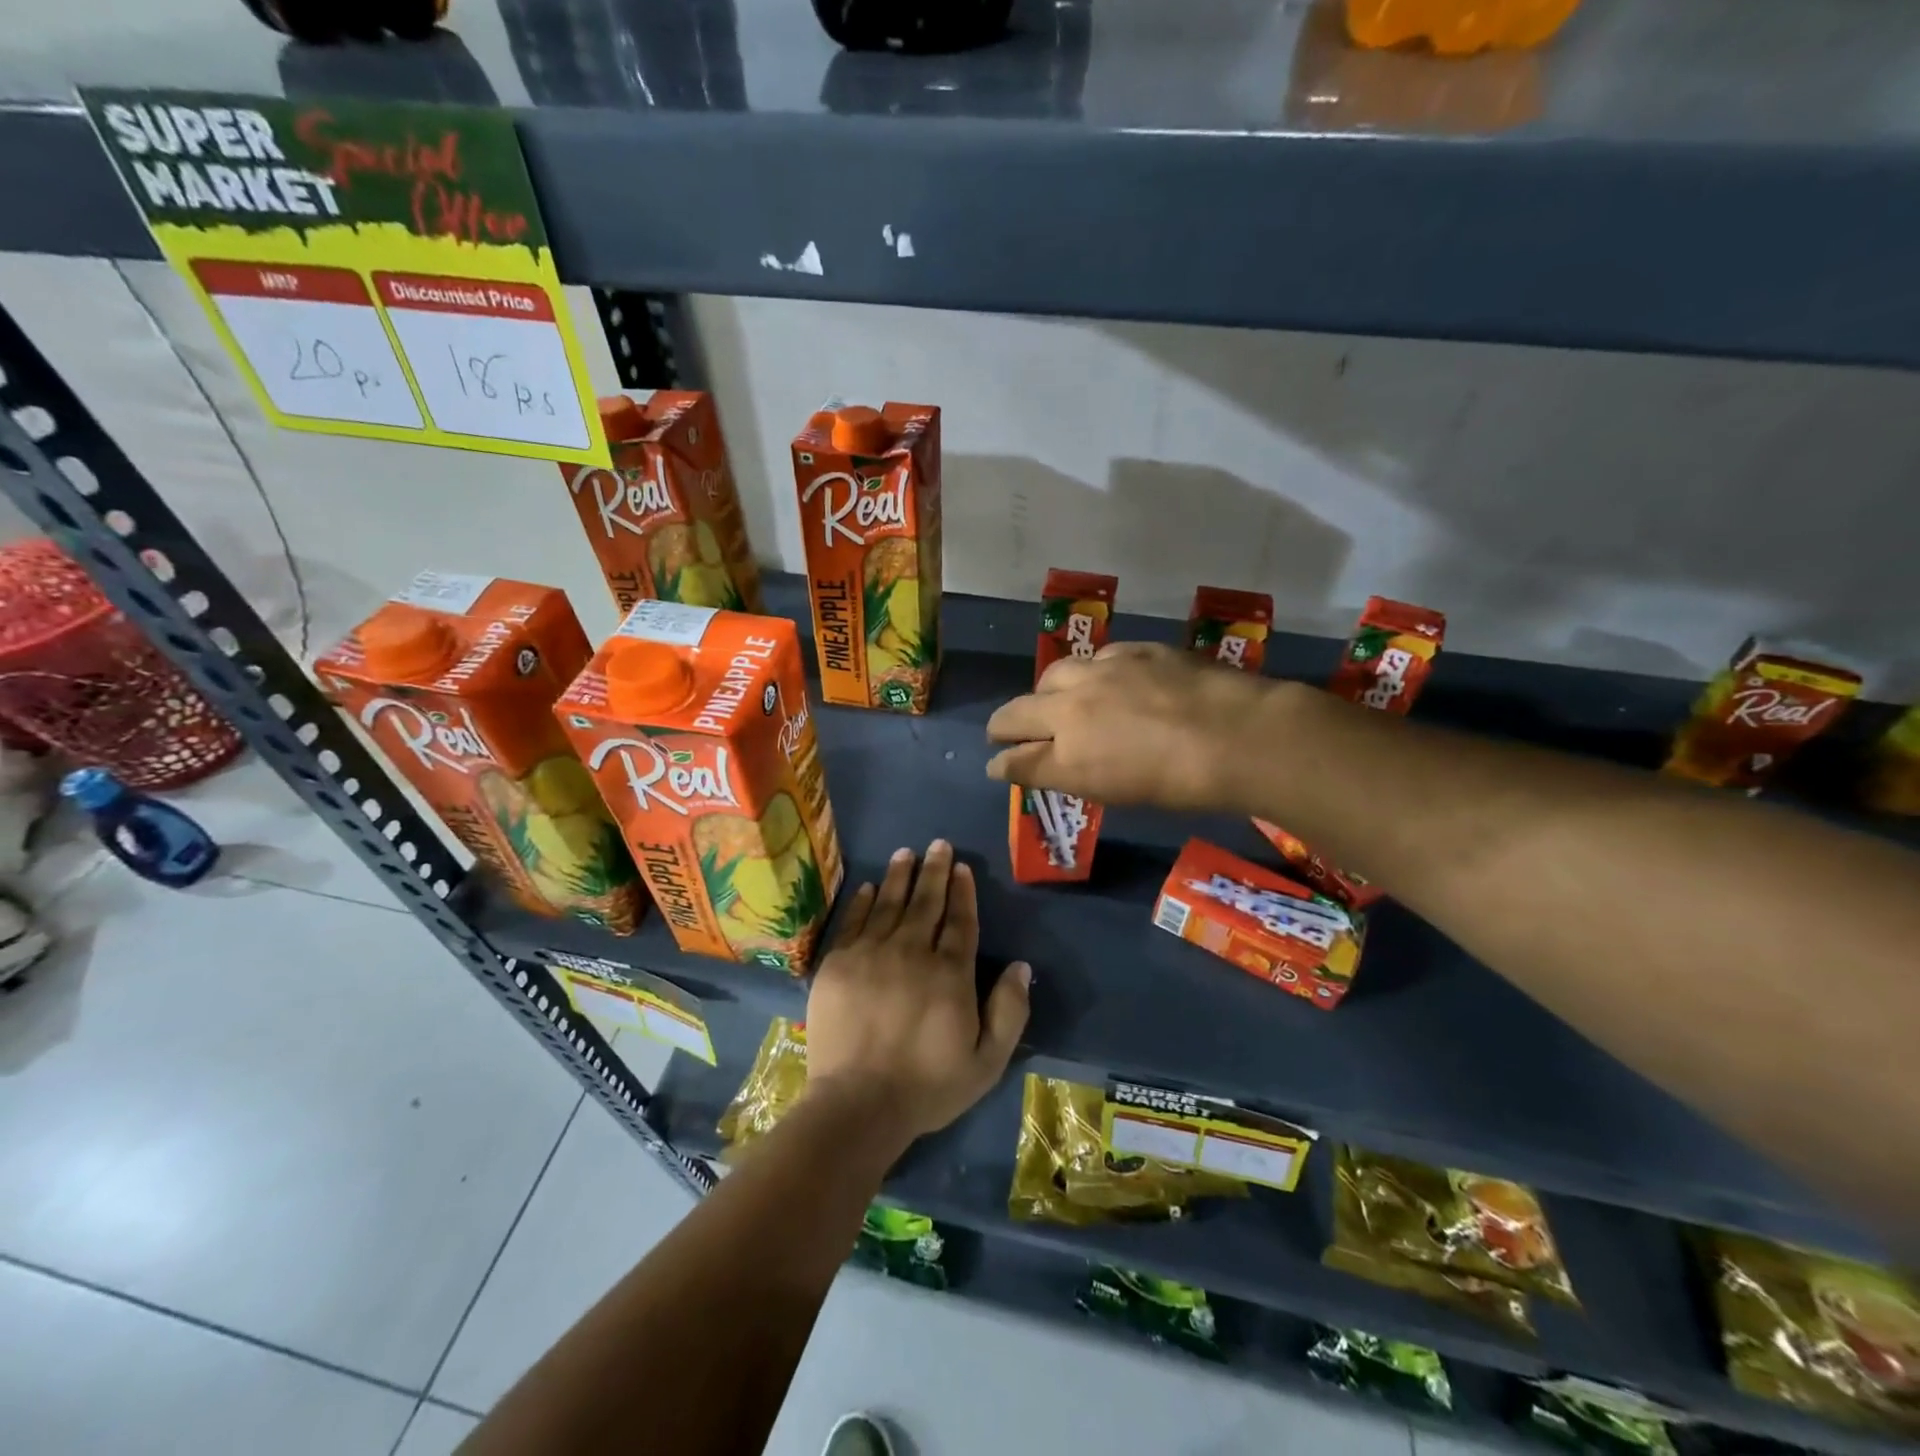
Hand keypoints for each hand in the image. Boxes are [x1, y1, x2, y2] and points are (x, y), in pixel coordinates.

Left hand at [803, 840, 1030, 1148]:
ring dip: (900, 876)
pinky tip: (871, 887)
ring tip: (906, 853)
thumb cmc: (928, 1086)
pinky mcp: (838, 964)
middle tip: (937, 844)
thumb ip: (1009, 1011)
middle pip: (926, 903)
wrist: (858, 1103)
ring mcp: (871, 954)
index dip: (962, 892)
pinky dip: (864, 901)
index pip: (960, 922)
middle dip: (934, 871)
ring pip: (890, 904)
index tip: (961, 867)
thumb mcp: (987, 1061)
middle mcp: (912, 952)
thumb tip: (1021, 966)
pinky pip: (854, 922)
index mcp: (949, 973)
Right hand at [985, 642, 1288, 811]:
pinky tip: (1111, 681)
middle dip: (1004, 723)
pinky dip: (1094, 674)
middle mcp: (1072, 707)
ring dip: (1047, 692)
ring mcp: (1102, 672)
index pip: (1016, 759)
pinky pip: (1100, 659)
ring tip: (1058, 701)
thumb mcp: (1112, 792)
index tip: (996, 765)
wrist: (1236, 734)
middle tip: (1003, 730)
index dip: (1001, 764)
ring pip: (1055, 675)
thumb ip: (1061, 774)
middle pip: (1018, 711)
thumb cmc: (1178, 783)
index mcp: (1067, 752)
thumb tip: (1019, 766)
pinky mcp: (1135, 650)